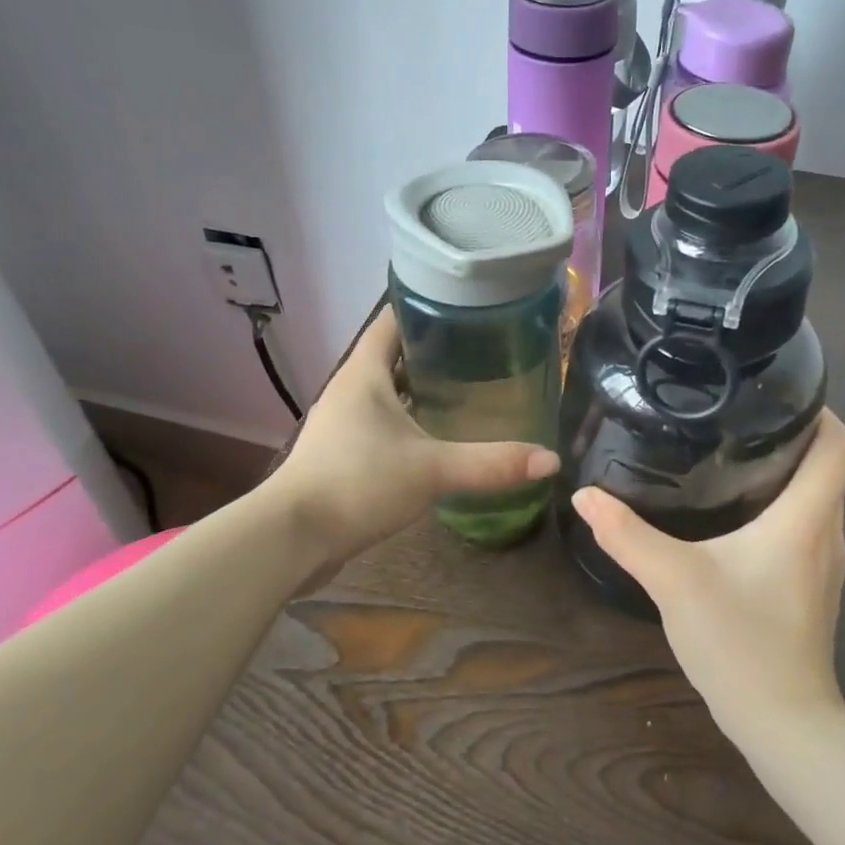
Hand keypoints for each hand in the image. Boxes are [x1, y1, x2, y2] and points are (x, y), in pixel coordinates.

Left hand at [271, 308, 559, 568]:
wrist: (294, 537)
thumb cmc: (358, 483)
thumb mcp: (432, 469)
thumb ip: (491, 463)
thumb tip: (550, 460)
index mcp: (365, 372)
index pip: (394, 318)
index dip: (429, 308)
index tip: (470, 309)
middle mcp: (351, 388)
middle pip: (395, 353)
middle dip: (437, 350)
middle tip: (485, 352)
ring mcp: (344, 421)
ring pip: (389, 390)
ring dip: (422, 388)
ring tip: (470, 389)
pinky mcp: (343, 451)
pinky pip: (383, 422)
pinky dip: (410, 420)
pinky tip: (439, 436)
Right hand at [569, 410, 844, 741]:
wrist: (784, 723)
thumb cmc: (740, 642)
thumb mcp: (675, 581)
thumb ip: (628, 536)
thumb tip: (586, 496)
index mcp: (806, 518)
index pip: (839, 444)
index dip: (819, 410)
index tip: (775, 395)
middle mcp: (828, 533)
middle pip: (827, 466)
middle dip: (791, 436)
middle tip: (735, 418)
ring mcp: (825, 564)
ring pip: (816, 499)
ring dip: (786, 473)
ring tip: (730, 457)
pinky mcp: (813, 588)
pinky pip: (806, 528)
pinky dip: (781, 508)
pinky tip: (735, 518)